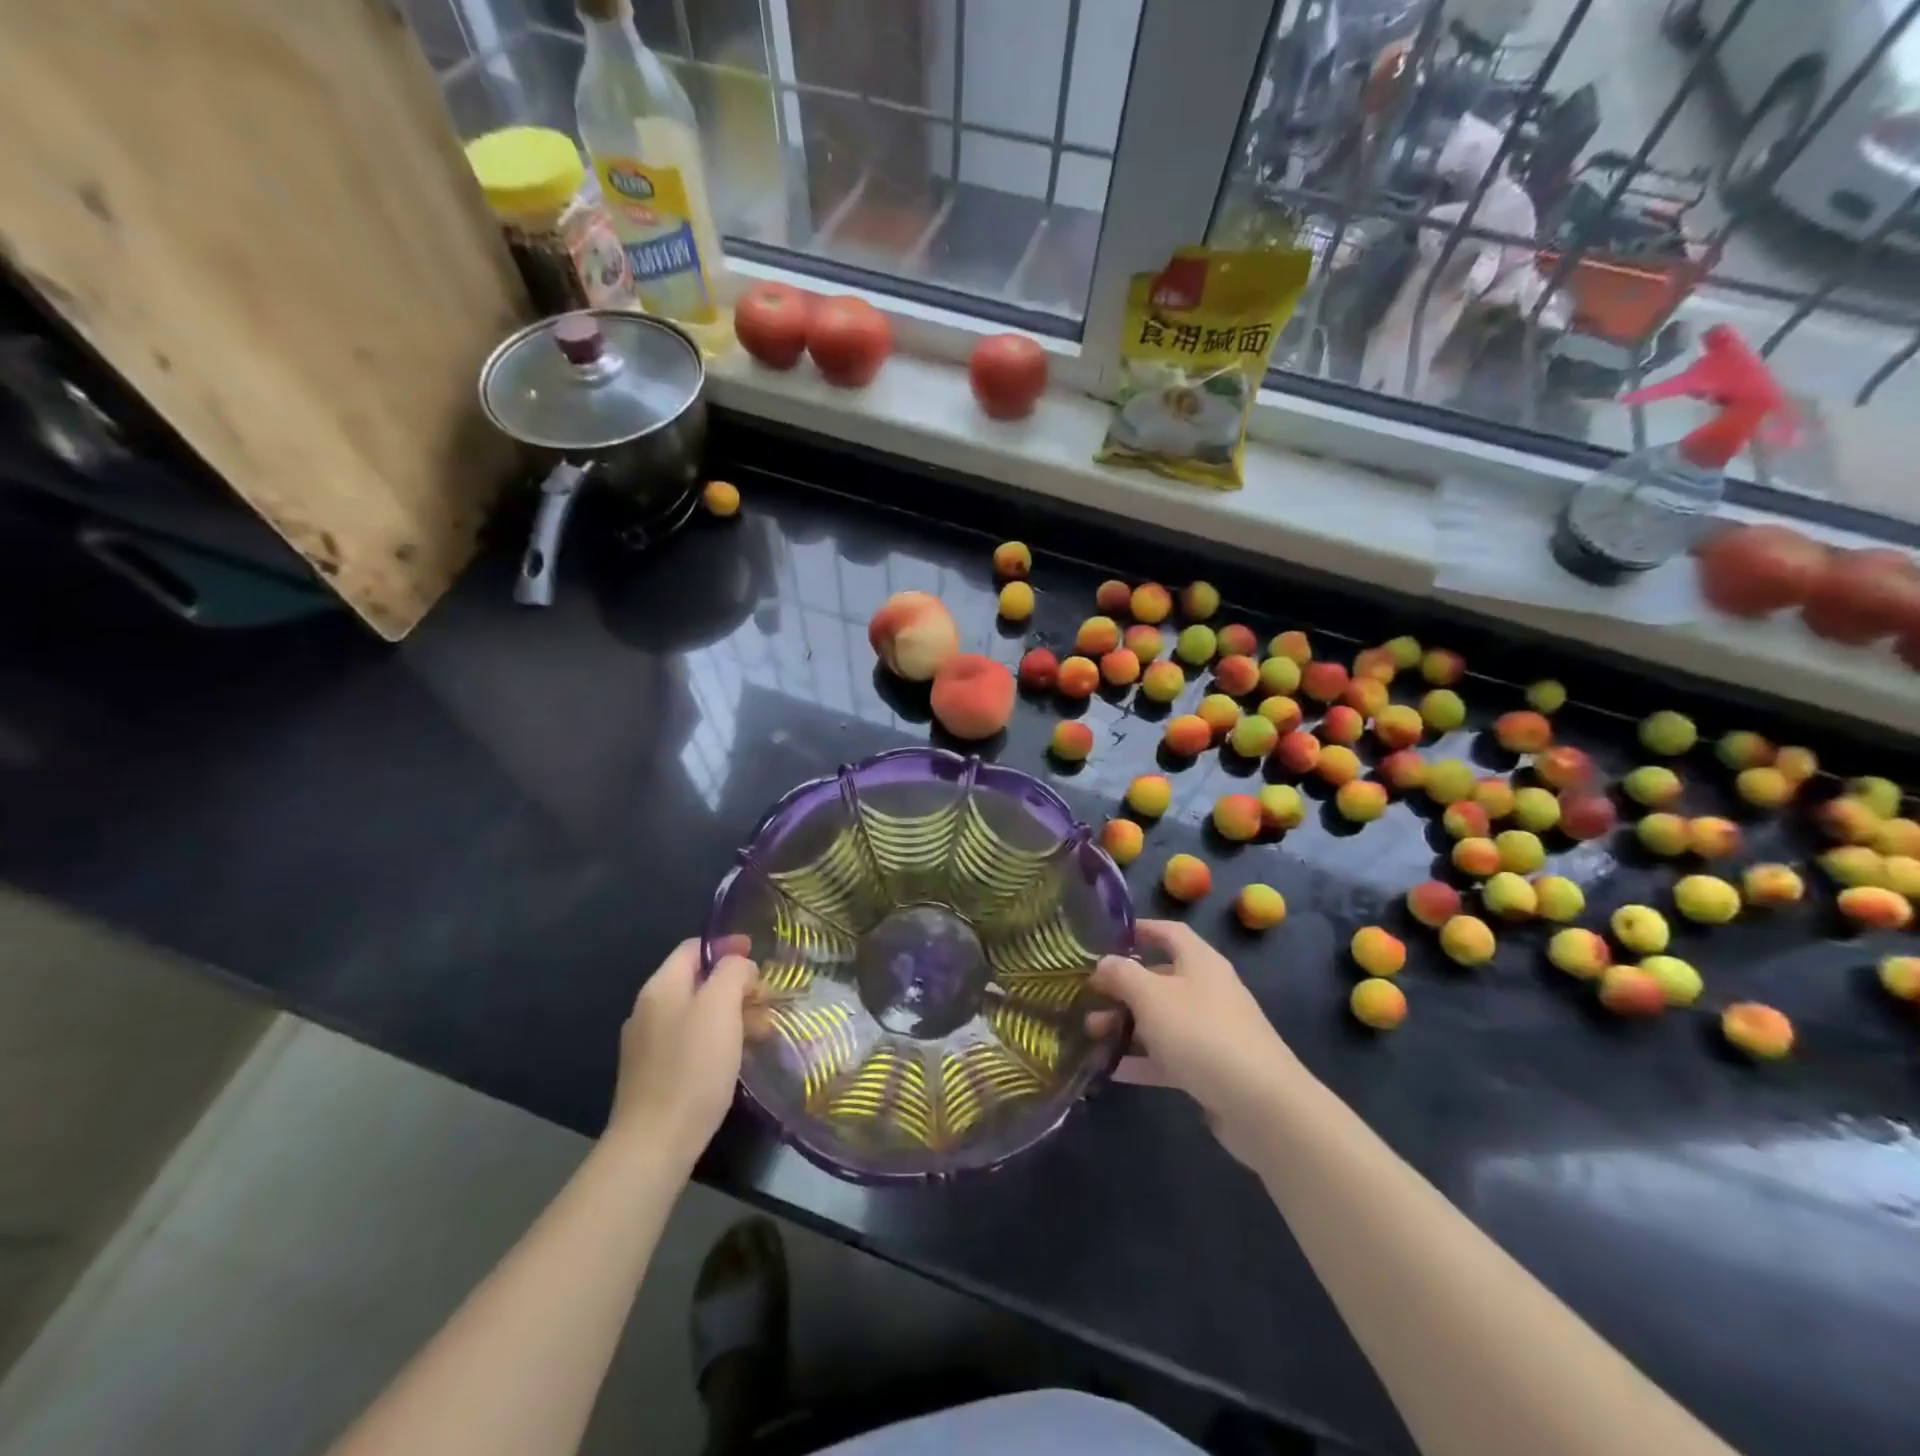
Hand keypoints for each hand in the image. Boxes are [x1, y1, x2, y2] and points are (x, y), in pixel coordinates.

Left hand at [607, 937, 758, 1169]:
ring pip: (698, 1013)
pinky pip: (691, 1041)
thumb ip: (732, 973)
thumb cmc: (693, 1068)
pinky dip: (718, 1040)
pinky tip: (737, 1059)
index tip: (758, 956)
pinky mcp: (654, 1074)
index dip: (727, 946)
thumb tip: (739, 967)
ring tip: (762, 1033)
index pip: (694, 948)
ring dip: (732, 1014)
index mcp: (661, 987)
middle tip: (768, 1002)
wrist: (654, 1144)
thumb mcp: (720, 1007)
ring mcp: (648, 1044)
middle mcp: (649, 1009)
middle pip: (698, 981)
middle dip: (736, 985)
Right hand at [1089, 920, 1294, 1166]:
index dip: (1140, 930)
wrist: (1261, 1104)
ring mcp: (1211, 1031)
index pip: (1169, 933)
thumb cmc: (1201, 1033)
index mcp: (1200, 962)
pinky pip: (1169, 1056)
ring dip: (1126, 1025)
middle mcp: (1207, 990)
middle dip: (1122, 988)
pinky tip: (1110, 1069)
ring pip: (1161, 1020)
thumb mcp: (1151, 997)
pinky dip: (1141, 1060)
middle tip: (1088, 998)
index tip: (1107, 938)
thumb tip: (1104, 963)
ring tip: (1091, 1035)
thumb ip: (1122, 975)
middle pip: (1160, 979)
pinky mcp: (1211, 1068)